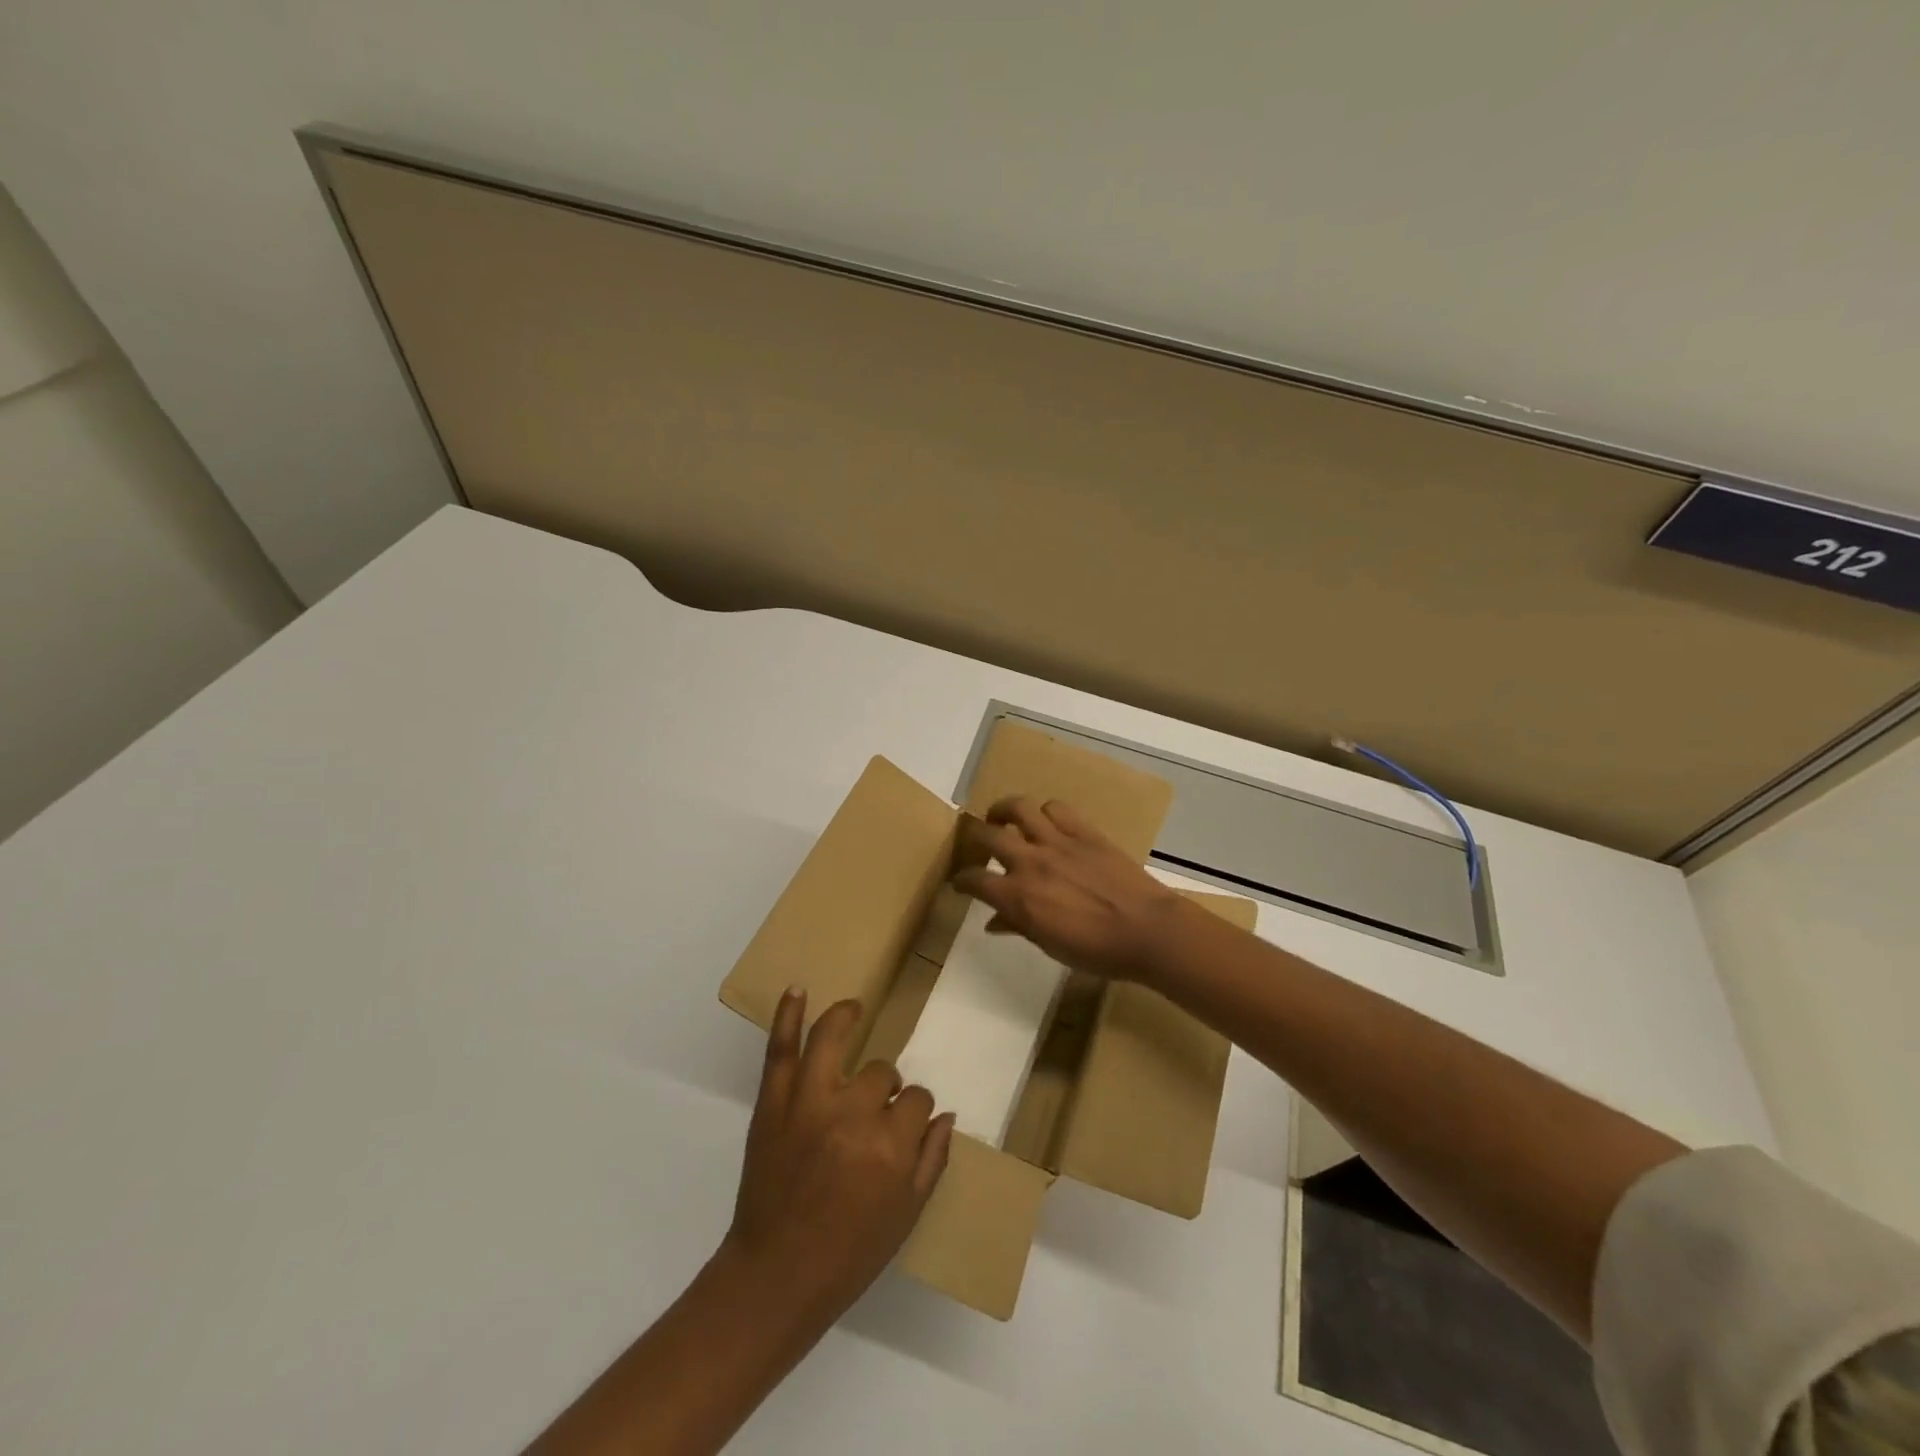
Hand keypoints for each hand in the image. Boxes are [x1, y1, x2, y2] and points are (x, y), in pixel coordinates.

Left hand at [722, 990, 954, 1329]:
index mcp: (890, 1146)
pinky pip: (780, 1050)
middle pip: (881, 1073)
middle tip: (872, 1114)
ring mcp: (808, 1103)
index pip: (917, 1099)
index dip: (914, 1111)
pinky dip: (787, 1017)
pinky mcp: (773, 1104)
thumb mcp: (906, 1217)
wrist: (776, 1277)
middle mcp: (852, 1114)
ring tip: (855, 1010)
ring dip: (845, 1019)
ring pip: (834, 1041)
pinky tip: (798, 989)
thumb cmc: (849, 1254)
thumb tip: (946, 1115)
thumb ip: (931, 1161)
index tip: (905, 1126)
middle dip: (885, 1090)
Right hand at [953, 796, 1192, 986]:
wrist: (1147, 931)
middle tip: (977, 842)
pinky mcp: (1084, 831)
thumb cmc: (1097, 950)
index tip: (961, 882)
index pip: (975, 880)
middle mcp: (1031, 862)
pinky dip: (1045, 812)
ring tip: (1003, 818)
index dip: (962, 880)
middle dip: (974, 837)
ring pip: (1019, 808)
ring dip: (1004, 810)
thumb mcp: (1050, 945)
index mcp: (1019, 897)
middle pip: (987, 835)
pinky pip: (1056, 808)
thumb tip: (994, 922)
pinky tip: (1046, 823)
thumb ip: (1019, 927)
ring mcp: (1058, 842)